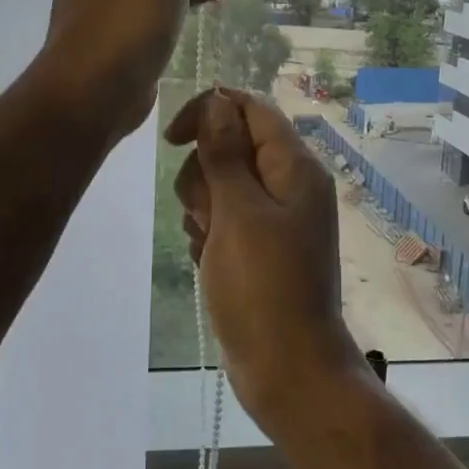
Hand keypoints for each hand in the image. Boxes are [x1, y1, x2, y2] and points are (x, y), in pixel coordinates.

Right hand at [166, 89, 365, 425]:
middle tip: (208, 214)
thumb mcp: (239, 213)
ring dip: (202, 207)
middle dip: (204, 173)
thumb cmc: (263, 287)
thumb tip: (218, 100)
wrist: (287, 369)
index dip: (209, 112)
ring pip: (221, 183)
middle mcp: (288, 184)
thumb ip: (225, 153)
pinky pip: (223, 218)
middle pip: (230, 145)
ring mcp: (275, 217)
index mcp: (294, 166)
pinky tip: (209, 260)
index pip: (249, 107)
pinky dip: (209, 232)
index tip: (173, 140)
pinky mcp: (260, 246)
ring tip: (209, 242)